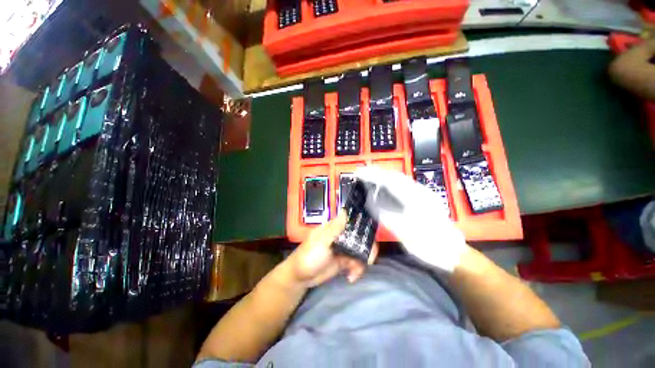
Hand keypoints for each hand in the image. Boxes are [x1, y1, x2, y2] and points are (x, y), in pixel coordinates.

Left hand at [285, 213, 378, 287]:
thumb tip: (345, 210)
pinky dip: (357, 270)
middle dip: (367, 250)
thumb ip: (335, 228)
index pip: (354, 222)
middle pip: (361, 238)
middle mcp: (342, 236)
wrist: (301, 278)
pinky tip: (350, 277)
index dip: (365, 227)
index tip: (371, 237)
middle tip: (368, 261)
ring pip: (361, 251)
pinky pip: (357, 263)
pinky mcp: (344, 261)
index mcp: (336, 228)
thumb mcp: (321, 241)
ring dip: (362, 263)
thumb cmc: (309, 255)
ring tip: (353, 273)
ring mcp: (344, 249)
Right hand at [355, 166, 466, 272]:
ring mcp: (423, 194)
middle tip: (361, 172)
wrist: (451, 252)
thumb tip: (371, 201)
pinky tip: (384, 186)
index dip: (373, 175)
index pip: (390, 181)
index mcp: (416, 199)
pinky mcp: (423, 198)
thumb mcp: (404, 232)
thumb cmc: (428, 244)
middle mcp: (420, 192)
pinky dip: (390, 183)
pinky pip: (403, 186)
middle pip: (395, 176)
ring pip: (400, 179)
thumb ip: (386, 215)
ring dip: (383, 176)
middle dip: (377, 172)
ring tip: (369, 176)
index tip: (359, 173)